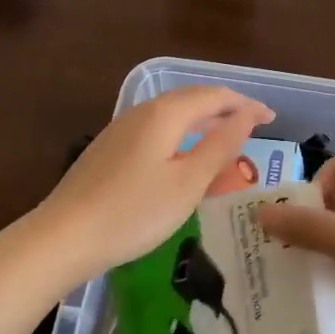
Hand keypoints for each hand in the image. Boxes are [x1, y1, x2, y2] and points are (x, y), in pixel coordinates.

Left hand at [31, 85, 274, 282]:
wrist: (62, 237)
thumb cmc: (134, 212)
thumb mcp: (188, 183)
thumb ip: (221, 145)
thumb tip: (248, 114)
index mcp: (165, 113)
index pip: (215, 96)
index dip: (246, 104)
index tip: (272, 118)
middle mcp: (142, 112)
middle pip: (192, 101)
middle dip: (225, 110)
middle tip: (253, 126)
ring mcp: (121, 130)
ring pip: (172, 116)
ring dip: (203, 123)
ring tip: (225, 140)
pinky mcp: (109, 150)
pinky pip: (156, 132)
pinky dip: (181, 138)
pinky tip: (183, 160)